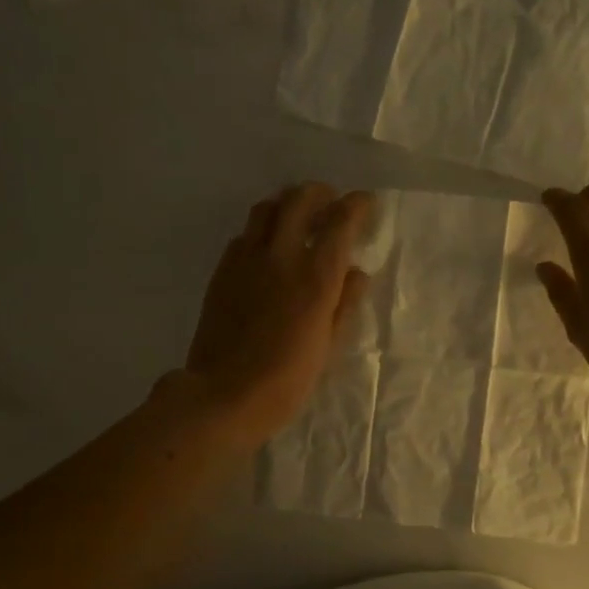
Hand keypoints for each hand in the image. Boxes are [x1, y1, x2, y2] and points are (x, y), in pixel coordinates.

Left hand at [185, 184, 374, 448]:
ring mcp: (247, 261)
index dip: (357, 205)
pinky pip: (244, 235)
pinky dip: (261, 230)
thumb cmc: (286, 381)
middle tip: (331, 201)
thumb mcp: (328, 347)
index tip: (366, 202)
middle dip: (320, 193)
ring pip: (266, 209)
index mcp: (316, 278)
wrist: (224, 395)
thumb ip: (344, 304)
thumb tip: (356, 273)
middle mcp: (281, 257)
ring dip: (287, 204)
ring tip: (298, 216)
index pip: (341, 222)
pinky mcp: (222, 271)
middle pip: (299, 200)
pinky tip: (267, 248)